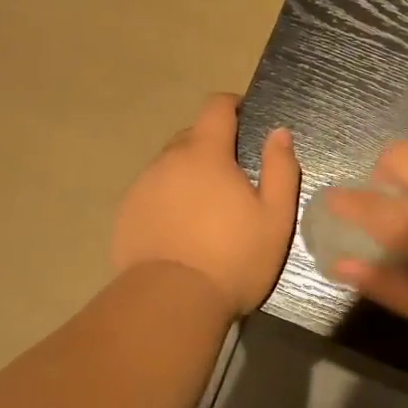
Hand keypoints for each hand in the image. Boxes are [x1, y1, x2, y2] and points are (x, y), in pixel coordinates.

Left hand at [111, 93, 300, 314]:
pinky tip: (180, 231)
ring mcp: (142, 186)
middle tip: (232, 178)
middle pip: (191, 136)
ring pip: (169, 166)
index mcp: (205, 153)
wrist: (171, 303)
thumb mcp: (275, 216)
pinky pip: (152, 193)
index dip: (232, 105)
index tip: (244, 116)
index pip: (216, 107)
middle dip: (212, 146)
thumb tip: (279, 132)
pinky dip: (167, 200)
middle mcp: (168, 160)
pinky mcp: (126, 214)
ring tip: (205, 210)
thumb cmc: (233, 257)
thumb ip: (281, 168)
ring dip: (188, 175)